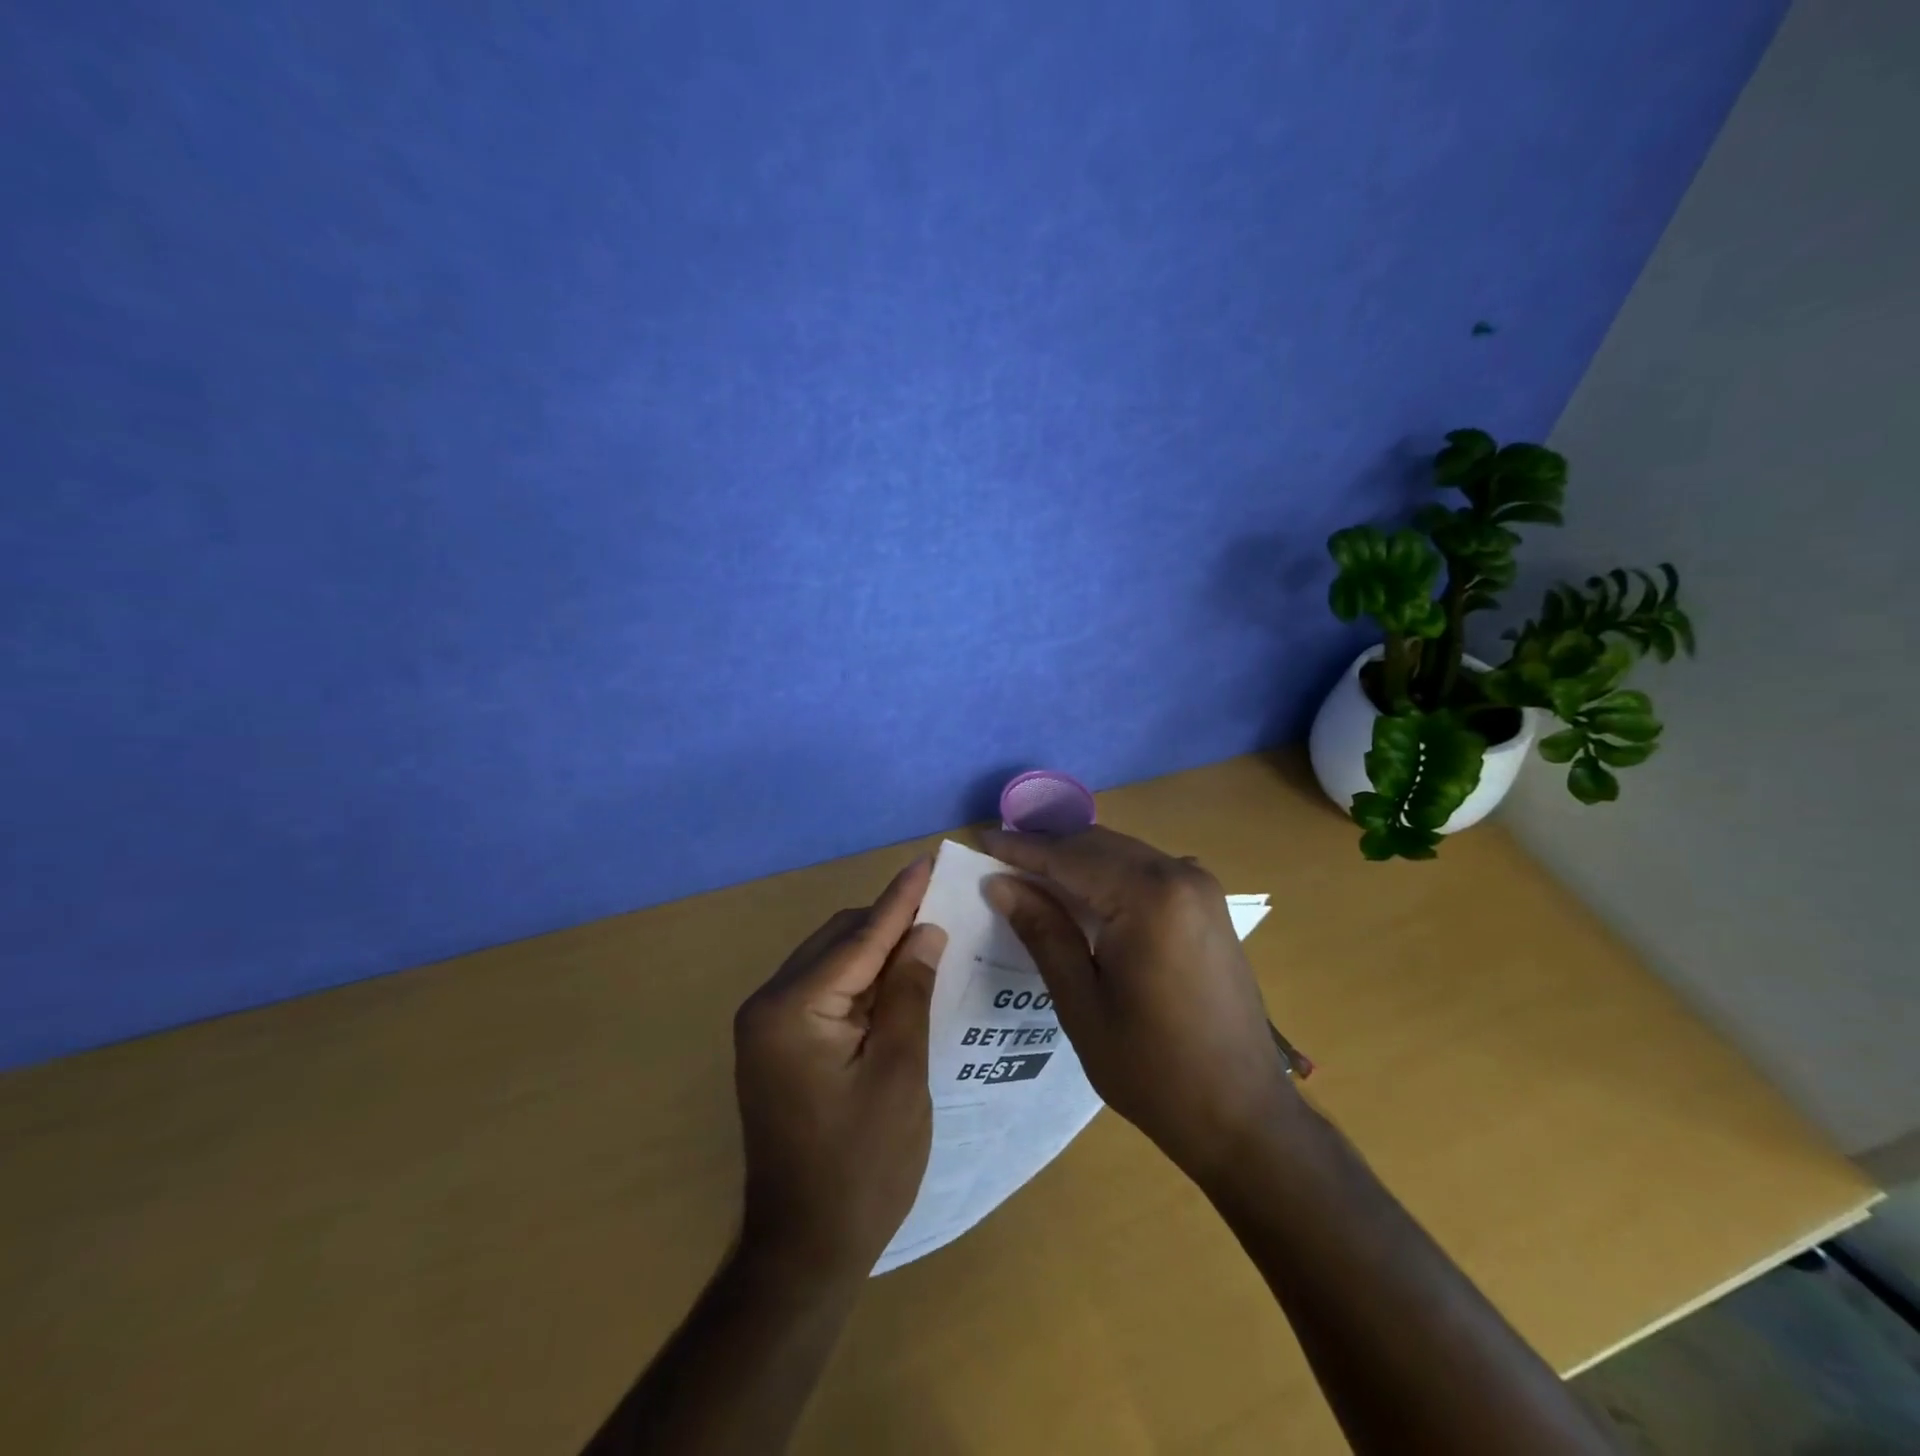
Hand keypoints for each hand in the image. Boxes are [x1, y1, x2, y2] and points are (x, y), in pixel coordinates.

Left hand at [732, 857, 946, 1282]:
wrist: (805, 1250)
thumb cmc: (863, 1166)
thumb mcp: (900, 1073)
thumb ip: (910, 991)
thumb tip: (925, 931)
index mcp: (792, 1009)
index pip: (859, 937)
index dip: (900, 898)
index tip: (929, 860)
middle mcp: (769, 1004)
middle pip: (840, 941)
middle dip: (890, 923)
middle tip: (943, 906)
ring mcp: (768, 1025)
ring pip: (832, 961)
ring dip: (877, 950)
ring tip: (928, 937)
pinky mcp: (777, 1044)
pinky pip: (825, 990)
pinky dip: (862, 980)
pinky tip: (897, 979)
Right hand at [979, 827, 1293, 1179]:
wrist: (1243, 1115)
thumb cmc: (1153, 1069)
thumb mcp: (1082, 1004)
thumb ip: (1043, 932)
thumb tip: (1000, 884)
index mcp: (1149, 897)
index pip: (1070, 857)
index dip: (1022, 849)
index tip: (980, 841)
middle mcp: (1180, 876)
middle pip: (1098, 845)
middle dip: (1048, 848)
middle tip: (999, 857)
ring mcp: (1201, 888)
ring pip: (1123, 853)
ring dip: (1078, 859)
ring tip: (1030, 872)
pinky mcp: (1209, 905)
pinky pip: (1148, 871)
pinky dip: (1109, 873)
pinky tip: (1083, 893)